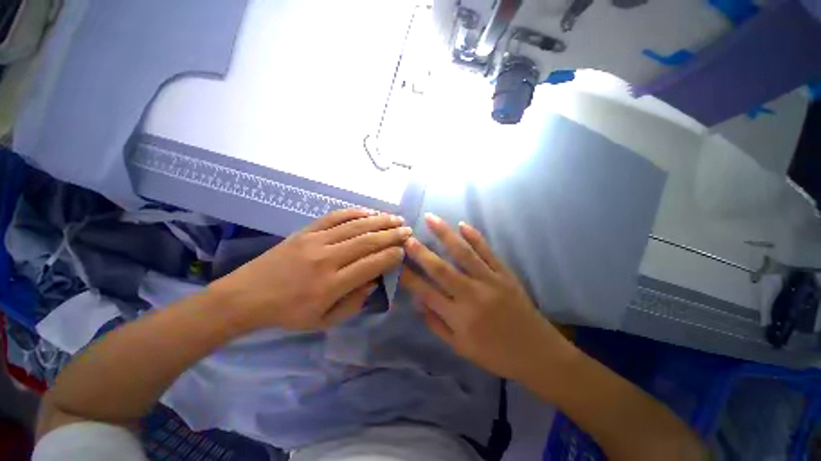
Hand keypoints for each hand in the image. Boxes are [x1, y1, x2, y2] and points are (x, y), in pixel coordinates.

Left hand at [211, 209, 411, 330]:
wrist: (246, 296)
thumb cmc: (287, 313)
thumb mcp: (323, 321)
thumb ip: (354, 303)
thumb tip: (374, 281)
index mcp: (332, 285)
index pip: (372, 264)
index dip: (391, 256)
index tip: (404, 251)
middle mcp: (327, 259)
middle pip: (367, 241)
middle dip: (392, 235)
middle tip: (408, 230)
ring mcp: (315, 241)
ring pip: (355, 226)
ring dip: (379, 221)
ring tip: (395, 218)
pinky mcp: (306, 231)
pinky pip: (335, 217)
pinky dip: (354, 212)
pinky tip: (369, 212)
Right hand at [401, 214, 572, 381]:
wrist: (537, 353)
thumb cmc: (495, 354)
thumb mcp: (460, 347)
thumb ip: (436, 324)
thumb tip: (418, 301)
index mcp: (459, 317)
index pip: (426, 292)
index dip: (409, 276)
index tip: (397, 261)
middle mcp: (472, 296)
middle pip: (441, 269)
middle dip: (421, 252)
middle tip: (407, 236)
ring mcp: (490, 281)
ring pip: (464, 253)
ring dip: (445, 234)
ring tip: (431, 218)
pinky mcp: (505, 275)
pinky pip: (488, 252)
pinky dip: (475, 237)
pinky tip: (463, 224)